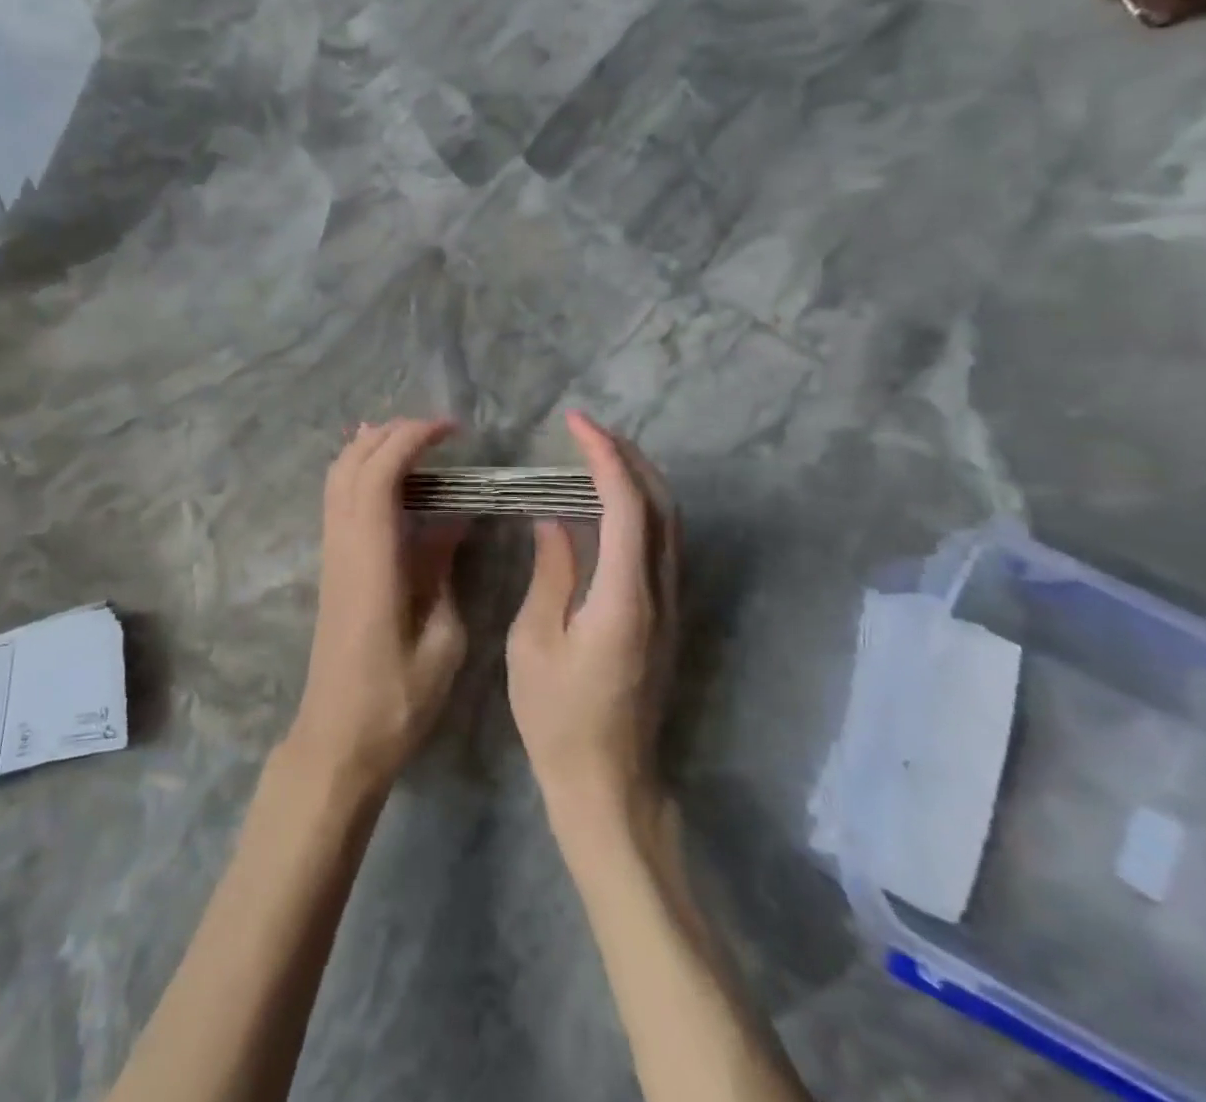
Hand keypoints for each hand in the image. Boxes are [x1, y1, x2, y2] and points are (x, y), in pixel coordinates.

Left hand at [287, 418, 469, 792]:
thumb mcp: (442, 639)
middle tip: (438, 430)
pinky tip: (385, 478)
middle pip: (352, 463)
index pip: (380, 474)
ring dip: (371, 447)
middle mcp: (343, 545)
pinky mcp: (331, 566)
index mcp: (372, 559)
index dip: (412, 439)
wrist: (337, 739)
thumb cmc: (397, 700)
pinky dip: (359, 472)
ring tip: (413, 440)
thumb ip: (445, 570)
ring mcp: (331, 554)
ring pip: (338, 477)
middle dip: (392, 433)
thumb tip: (455, 520)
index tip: (452, 431)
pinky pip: (337, 500)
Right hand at [507, 411, 677, 824]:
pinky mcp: (665, 616)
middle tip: (586, 430)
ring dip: (637, 478)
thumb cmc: (558, 717)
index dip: (603, 457)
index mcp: (623, 598)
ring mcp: (670, 605)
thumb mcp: (535, 642)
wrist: (608, 782)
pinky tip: (606, 504)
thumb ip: (552, 572)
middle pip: (660, 504)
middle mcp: (659, 593)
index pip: (626, 505)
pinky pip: (660, 544)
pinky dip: (638, 508)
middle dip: (628, 456)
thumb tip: (554, 519)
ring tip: (595, 454)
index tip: (576, 424)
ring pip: (668, 522)